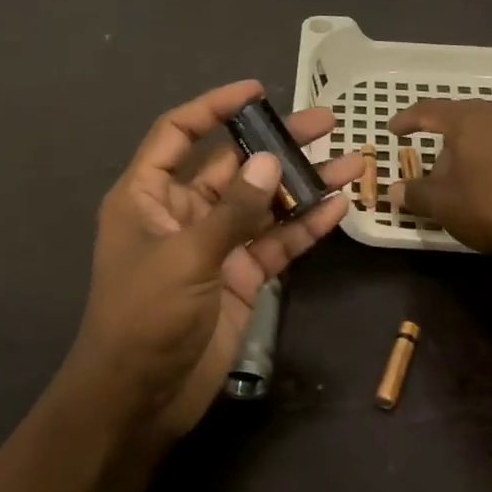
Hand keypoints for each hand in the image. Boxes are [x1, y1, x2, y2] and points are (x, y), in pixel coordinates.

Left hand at [65, 80, 358, 441]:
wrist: (140, 399)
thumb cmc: (145, 317)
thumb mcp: (186, 256)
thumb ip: (232, 210)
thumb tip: (269, 161)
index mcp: (147, 195)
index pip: (178, 133)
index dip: (213, 107)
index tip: (256, 92)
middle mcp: (181, 212)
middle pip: (234, 165)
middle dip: (277, 144)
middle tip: (326, 123)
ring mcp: (214, 245)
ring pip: (263, 204)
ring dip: (302, 185)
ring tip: (351, 162)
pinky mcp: (239, 277)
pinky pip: (274, 243)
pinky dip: (304, 227)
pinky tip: (339, 208)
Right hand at [388, 97, 491, 254]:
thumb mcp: (444, 205)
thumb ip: (417, 195)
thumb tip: (396, 191)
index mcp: (466, 120)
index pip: (428, 110)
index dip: (408, 120)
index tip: (394, 130)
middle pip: (460, 119)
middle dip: (442, 139)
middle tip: (430, 162)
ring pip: (485, 132)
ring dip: (469, 150)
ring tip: (461, 176)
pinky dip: (491, 158)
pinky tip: (490, 182)